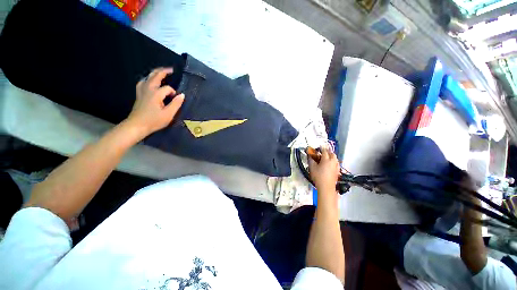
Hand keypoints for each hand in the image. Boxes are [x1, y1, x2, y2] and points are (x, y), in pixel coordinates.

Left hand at [126, 67, 184, 135]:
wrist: (137, 125)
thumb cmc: (154, 121)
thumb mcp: (168, 114)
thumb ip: (176, 104)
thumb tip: (182, 95)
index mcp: (156, 94)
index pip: (167, 88)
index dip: (173, 93)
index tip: (176, 99)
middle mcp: (148, 89)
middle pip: (155, 76)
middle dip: (164, 71)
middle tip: (171, 70)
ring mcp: (142, 90)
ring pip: (148, 77)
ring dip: (155, 73)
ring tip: (161, 72)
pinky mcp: (139, 93)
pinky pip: (143, 81)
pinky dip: (148, 79)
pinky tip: (150, 81)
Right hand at [308, 147, 339, 193]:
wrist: (326, 187)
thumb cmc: (318, 176)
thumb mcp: (312, 167)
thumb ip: (311, 160)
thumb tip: (310, 155)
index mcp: (326, 159)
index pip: (324, 151)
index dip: (321, 147)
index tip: (319, 146)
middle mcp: (333, 161)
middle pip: (332, 153)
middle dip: (328, 151)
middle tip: (323, 151)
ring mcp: (336, 166)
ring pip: (335, 158)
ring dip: (331, 156)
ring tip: (327, 157)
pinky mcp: (337, 171)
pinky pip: (336, 163)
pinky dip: (333, 161)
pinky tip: (330, 164)